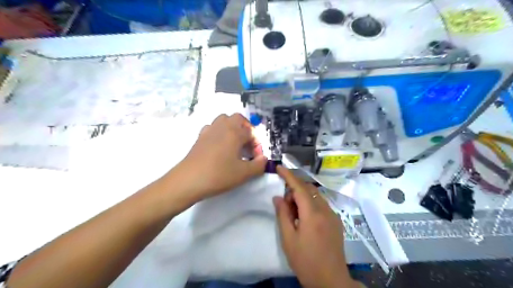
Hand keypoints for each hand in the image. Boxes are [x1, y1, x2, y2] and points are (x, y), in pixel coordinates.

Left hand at [174, 112, 268, 199]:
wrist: (188, 180)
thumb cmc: (219, 175)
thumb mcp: (244, 173)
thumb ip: (259, 165)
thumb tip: (264, 159)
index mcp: (234, 133)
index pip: (251, 132)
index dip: (257, 144)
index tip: (257, 157)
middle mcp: (222, 127)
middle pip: (237, 118)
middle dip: (246, 128)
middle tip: (248, 143)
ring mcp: (209, 130)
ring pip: (224, 120)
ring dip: (232, 127)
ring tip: (235, 143)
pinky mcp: (200, 137)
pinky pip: (212, 127)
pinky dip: (219, 132)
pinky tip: (220, 145)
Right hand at [273, 166, 356, 287]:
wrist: (331, 281)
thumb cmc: (306, 261)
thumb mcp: (289, 239)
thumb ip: (283, 215)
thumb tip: (278, 197)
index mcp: (312, 214)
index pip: (299, 187)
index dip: (288, 175)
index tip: (279, 167)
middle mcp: (325, 210)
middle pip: (309, 189)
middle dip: (295, 189)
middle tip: (285, 203)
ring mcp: (333, 215)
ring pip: (316, 196)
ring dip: (303, 197)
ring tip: (294, 213)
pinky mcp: (336, 221)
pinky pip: (321, 204)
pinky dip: (310, 204)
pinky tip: (305, 218)